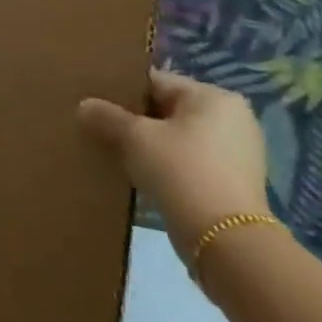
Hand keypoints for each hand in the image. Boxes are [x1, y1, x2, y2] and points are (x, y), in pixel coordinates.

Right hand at [77, 68, 269, 259]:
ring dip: (147, 144)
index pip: (155, 82)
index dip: (120, 91)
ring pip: (175, 137)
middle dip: (133, 119)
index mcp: (214, 97)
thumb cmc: (180, 170)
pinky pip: (187, 161)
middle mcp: (232, 119)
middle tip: (99, 126)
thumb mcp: (133, 137)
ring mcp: (236, 153)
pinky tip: (138, 174)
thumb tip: (84, 106)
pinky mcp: (232, 183)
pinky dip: (164, 165)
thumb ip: (105, 116)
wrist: (224, 239)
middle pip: (166, 109)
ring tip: (113, 151)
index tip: (93, 103)